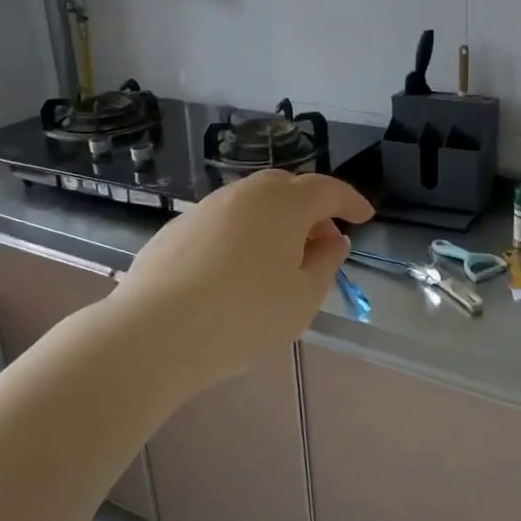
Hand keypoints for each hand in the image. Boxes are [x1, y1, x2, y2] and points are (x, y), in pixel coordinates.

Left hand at [111, 170, 373, 387]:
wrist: (155, 332)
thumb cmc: (245, 316)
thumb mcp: (303, 298)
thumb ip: (326, 263)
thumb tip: (332, 239)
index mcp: (284, 204)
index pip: (327, 190)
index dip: (350, 201)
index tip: (365, 217)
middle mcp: (245, 194)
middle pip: (287, 188)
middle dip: (311, 210)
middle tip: (322, 241)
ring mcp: (206, 208)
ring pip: (252, 203)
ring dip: (275, 221)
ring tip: (281, 259)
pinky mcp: (177, 228)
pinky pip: (224, 221)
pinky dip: (243, 234)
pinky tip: (238, 269)